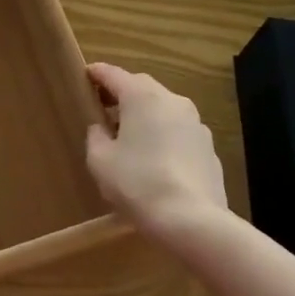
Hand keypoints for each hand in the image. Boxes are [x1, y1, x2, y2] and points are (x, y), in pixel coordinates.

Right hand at [86, 63, 227, 239]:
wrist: (194, 222)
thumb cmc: (139, 183)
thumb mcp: (100, 161)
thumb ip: (96, 137)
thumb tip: (102, 129)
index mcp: (142, 96)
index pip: (113, 74)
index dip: (96, 74)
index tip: (85, 76)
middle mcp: (172, 100)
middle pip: (141, 88)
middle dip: (122, 95)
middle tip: (104, 110)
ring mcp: (196, 124)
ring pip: (163, 110)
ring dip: (146, 118)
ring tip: (131, 140)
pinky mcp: (209, 149)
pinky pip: (180, 134)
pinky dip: (165, 138)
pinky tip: (157, 163)